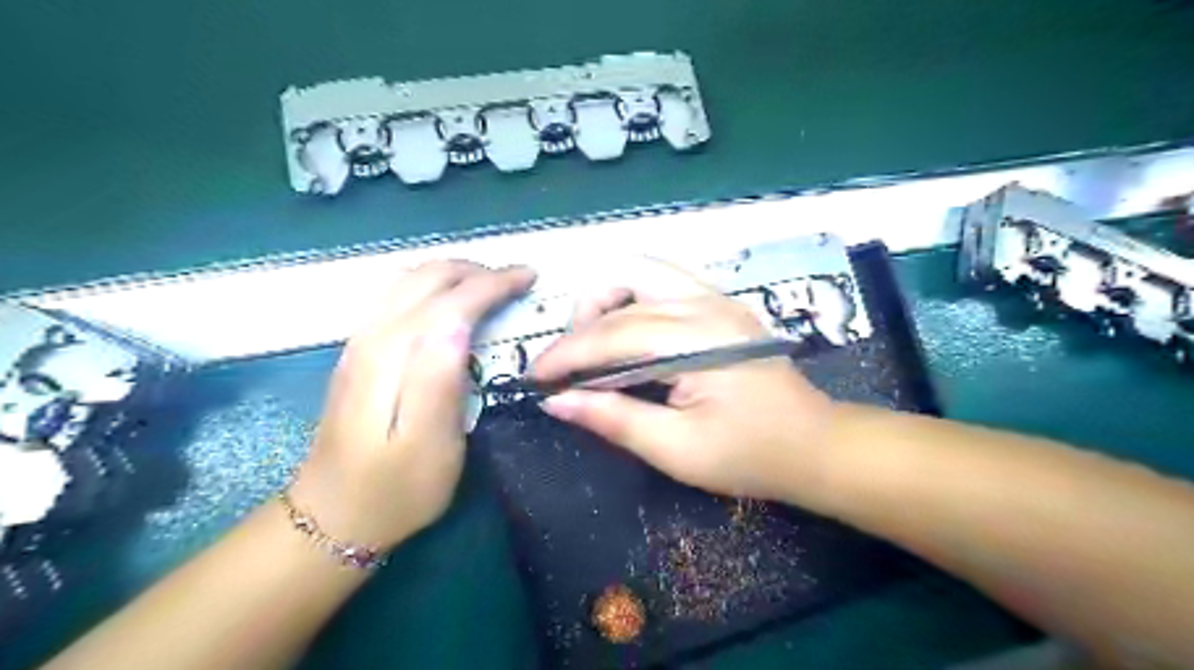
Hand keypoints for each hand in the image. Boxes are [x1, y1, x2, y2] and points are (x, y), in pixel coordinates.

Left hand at [285, 262, 532, 548]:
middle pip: (427, 276)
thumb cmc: (396, 488)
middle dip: (477, 270)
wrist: (332, 517)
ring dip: (454, 273)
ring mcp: (360, 341)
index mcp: (395, 355)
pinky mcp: (359, 352)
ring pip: (409, 279)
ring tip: (490, 285)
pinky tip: (449, 303)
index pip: (451, 298)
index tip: (530, 278)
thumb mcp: (431, 446)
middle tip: (517, 281)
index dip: (494, 282)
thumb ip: (440, 381)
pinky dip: (433, 285)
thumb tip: (458, 323)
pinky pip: (397, 295)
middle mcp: (373, 335)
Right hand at [531, 260, 837, 503]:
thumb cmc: (750, 455)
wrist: (816, 446)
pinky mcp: (721, 306)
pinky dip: (632, 302)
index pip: (614, 333)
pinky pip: (663, 285)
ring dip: (609, 301)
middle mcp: (707, 304)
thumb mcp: (676, 450)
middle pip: (626, 279)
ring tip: (597, 345)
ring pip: (644, 272)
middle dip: (585, 316)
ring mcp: (718, 299)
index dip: (567, 353)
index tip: (534, 376)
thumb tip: (557, 402)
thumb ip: (614, 419)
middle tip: (573, 361)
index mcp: (698, 340)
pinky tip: (628, 337)